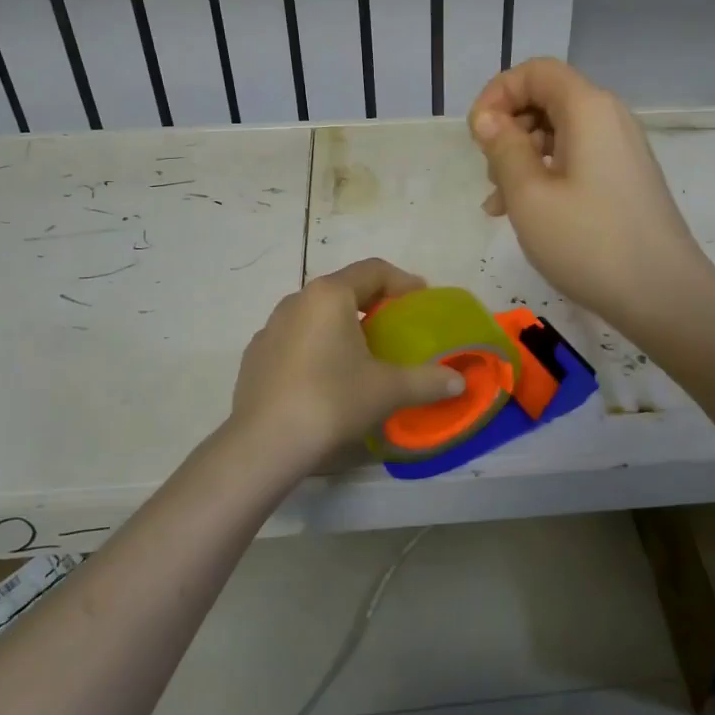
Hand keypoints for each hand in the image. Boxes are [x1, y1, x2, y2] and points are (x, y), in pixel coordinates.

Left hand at [227, 258, 465, 463]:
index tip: (421, 299)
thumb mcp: (388, 390)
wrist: (264, 443)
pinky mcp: (255, 355)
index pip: (373, 270)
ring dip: (342, 324)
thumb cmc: (332, 401)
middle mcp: (297, 300)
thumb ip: (427, 381)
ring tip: (362, 352)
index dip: (402, 281)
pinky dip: (316, 346)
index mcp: (330, 296)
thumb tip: (458, 382)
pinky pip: (294, 338)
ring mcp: (270, 327)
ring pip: (315, 314)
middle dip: (373, 302)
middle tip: (396, 325)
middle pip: (343, 289)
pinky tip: (325, 376)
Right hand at [470, 59, 711, 332]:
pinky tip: (526, 214)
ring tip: (500, 204)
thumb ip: (503, 148)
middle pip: (547, 99)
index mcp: (588, 108)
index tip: (476, 136)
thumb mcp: (529, 195)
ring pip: (559, 133)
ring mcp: (622, 149)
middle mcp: (609, 118)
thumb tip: (488, 118)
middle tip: (489, 173)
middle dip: (508, 128)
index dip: (498, 93)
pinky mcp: (625, 178)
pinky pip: (577, 159)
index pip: (536, 71)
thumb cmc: (589, 242)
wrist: (664, 295)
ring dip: (522, 158)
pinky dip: (546, 175)